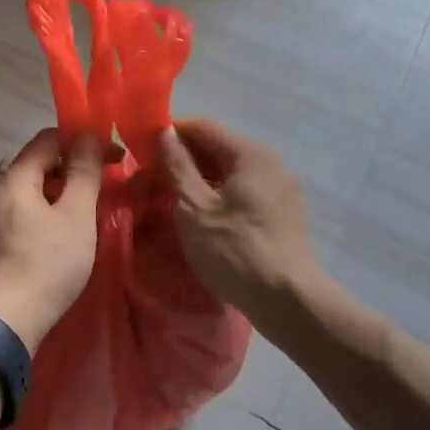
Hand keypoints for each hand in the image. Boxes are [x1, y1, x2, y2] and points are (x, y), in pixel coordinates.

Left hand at [0, 128, 103, 351]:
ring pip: (27, 190)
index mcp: (13, 177)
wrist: (4, 322)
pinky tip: (59, 234)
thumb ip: (84, 172)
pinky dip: (43, 212)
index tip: (113, 158)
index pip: (47, 138)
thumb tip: (89, 137)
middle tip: (101, 183)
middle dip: (70, 166)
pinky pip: (20, 214)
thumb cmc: (46, 264)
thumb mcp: (76, 215)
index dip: (83, 140)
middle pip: (35, 163)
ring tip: (84, 209)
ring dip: (57, 191)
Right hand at [158, 119, 319, 318]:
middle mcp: (270, 164)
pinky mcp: (282, 216)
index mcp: (250, 154)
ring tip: (167, 202)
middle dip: (180, 162)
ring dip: (196, 182)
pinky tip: (197, 219)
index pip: (203, 128)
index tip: (141, 151)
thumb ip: (177, 166)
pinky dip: (216, 199)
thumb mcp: (194, 208)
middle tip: (148, 182)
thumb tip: (164, 132)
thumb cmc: (235, 250)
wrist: (288, 301)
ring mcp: (279, 191)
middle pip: (216, 150)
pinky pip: (242, 195)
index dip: (169, 134)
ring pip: (228, 175)